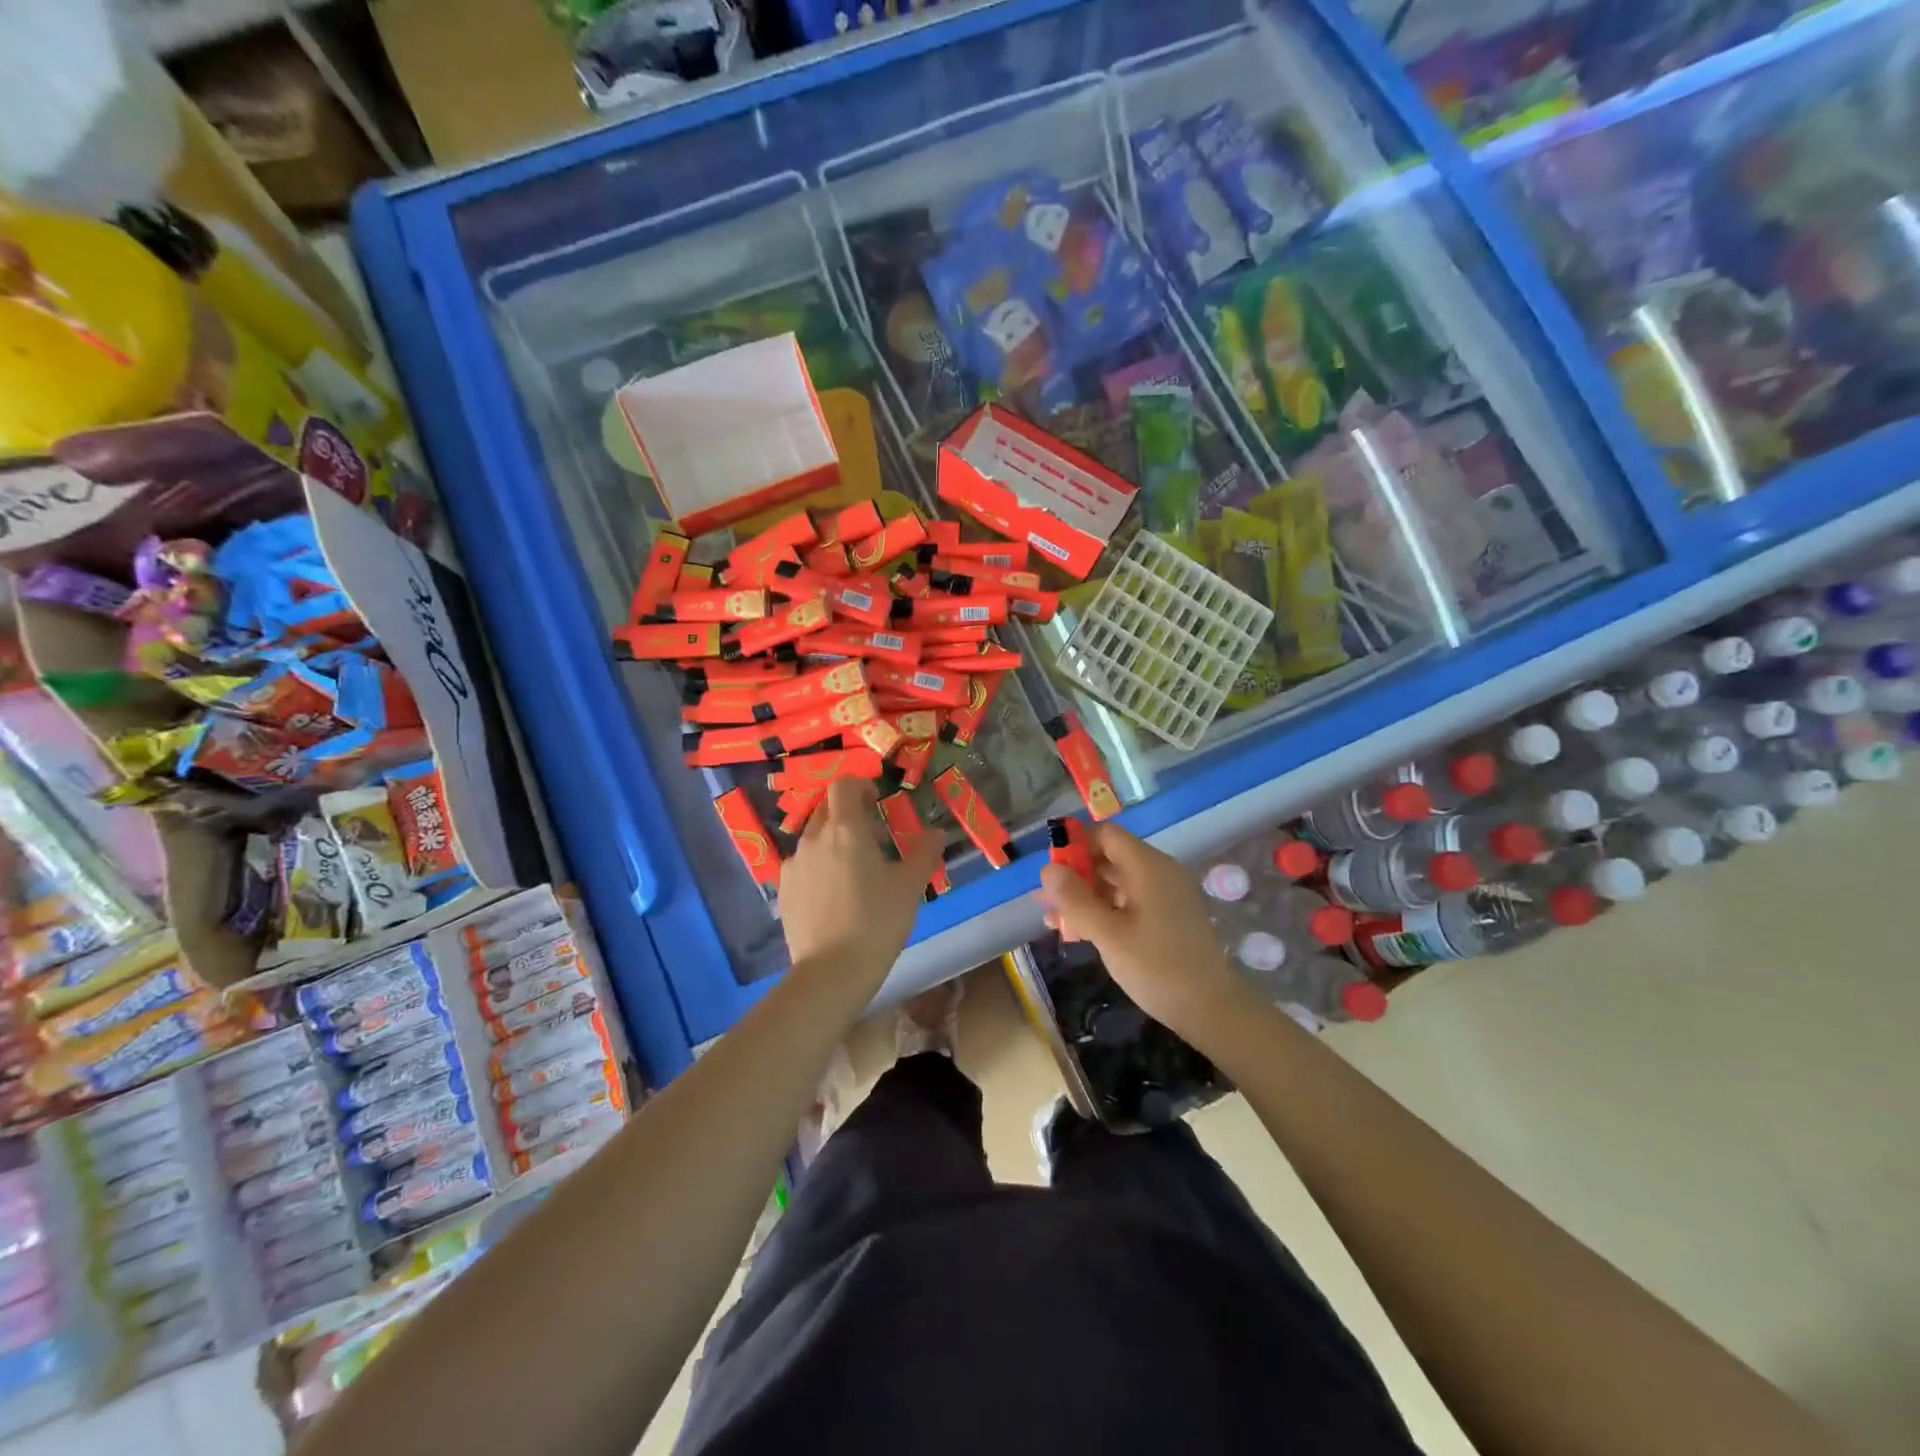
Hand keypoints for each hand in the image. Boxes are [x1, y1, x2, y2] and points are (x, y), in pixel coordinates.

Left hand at [781, 778, 945, 991]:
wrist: (831, 972)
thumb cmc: (876, 921)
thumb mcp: (910, 886)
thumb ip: (924, 852)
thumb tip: (937, 832)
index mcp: (844, 829)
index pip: (843, 786)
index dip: (860, 786)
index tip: (876, 800)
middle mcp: (813, 839)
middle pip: (826, 809)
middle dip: (848, 813)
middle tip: (872, 835)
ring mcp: (793, 865)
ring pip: (813, 838)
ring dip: (833, 841)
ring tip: (855, 869)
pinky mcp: (784, 891)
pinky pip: (803, 865)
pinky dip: (819, 866)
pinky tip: (835, 894)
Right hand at [1037, 823, 1249, 1039]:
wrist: (1212, 1010)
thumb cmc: (1157, 967)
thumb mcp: (1108, 934)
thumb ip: (1075, 899)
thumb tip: (1048, 869)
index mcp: (1148, 866)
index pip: (1105, 834)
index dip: (1075, 846)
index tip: (1052, 875)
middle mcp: (1159, 871)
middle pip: (1110, 857)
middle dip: (1076, 876)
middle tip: (1048, 903)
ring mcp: (1166, 894)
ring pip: (1117, 881)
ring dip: (1087, 897)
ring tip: (1057, 923)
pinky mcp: (1169, 915)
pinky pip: (1130, 900)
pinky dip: (1106, 910)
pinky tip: (1084, 933)